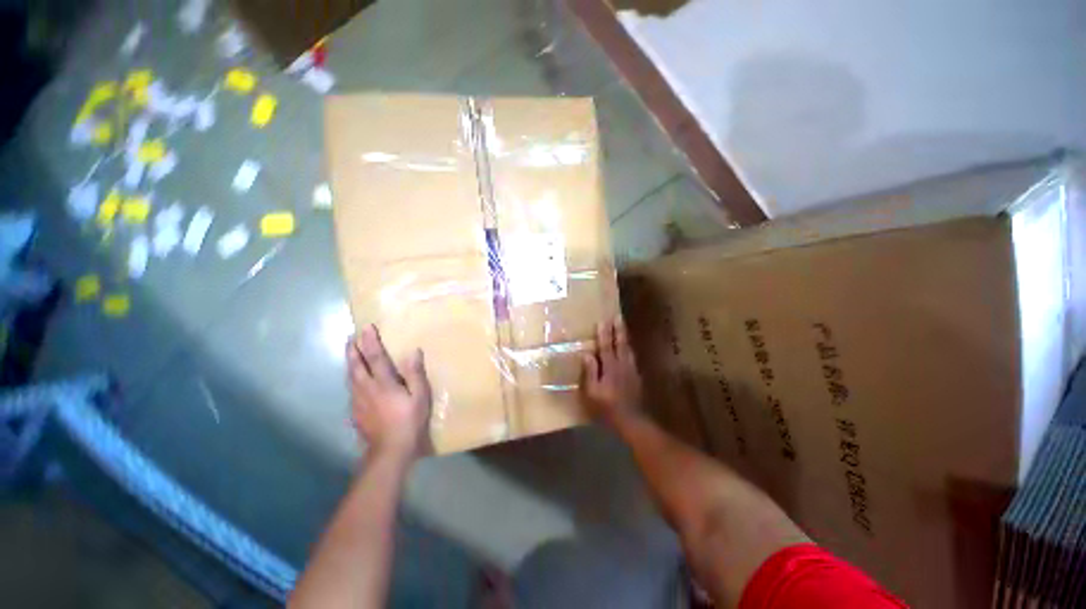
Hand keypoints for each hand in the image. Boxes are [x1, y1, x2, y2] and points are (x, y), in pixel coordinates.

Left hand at [346, 325, 431, 461]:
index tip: (367, 328)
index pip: (376, 358)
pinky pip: (351, 390)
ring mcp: (358, 402)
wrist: (390, 450)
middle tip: (351, 337)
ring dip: (350, 363)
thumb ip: (415, 373)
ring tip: (350, 354)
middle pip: (356, 366)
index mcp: (383, 383)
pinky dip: (352, 379)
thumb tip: (414, 351)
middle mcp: (366, 389)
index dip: (371, 342)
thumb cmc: (409, 420)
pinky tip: (354, 381)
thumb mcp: (420, 396)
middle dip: (353, 350)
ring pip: (351, 377)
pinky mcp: (355, 413)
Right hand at [581, 317, 643, 425]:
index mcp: (610, 367)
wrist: (632, 419)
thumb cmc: (608, 407)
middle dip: (618, 329)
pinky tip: (628, 348)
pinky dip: (629, 348)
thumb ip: (590, 372)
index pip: (606, 346)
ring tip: (623, 327)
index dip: (604, 333)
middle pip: (621, 343)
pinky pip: (631, 356)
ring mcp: (631, 370)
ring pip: (628, 349)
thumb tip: (587, 354)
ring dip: (624, 336)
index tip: (603, 320)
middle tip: (618, 316)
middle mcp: (622, 365)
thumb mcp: (593, 392)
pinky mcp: (636, 376)